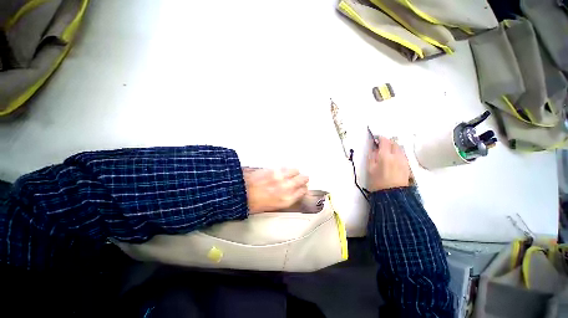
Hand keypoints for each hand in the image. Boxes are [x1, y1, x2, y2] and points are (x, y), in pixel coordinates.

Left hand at [243, 168, 308, 213]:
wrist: (239, 193)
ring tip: (293, 174)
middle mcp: (287, 188)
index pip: (302, 192)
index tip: (302, 189)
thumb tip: (284, 197)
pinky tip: (283, 171)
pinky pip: (284, 167)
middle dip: (302, 180)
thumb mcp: (270, 208)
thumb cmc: (252, 204)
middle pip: (302, 179)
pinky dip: (286, 169)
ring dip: (295, 173)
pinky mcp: (272, 169)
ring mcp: (280, 177)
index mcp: (286, 200)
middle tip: (301, 180)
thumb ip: (281, 201)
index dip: (302, 190)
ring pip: (295, 171)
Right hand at [367, 136, 409, 191]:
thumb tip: (374, 147)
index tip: (376, 140)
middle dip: (388, 143)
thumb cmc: (378, 185)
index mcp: (385, 155)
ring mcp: (403, 160)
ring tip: (389, 155)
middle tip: (382, 147)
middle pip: (394, 142)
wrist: (392, 198)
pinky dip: (398, 155)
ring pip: (399, 149)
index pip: (384, 140)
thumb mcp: (370, 170)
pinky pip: (403, 156)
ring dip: (394, 148)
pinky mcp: (408, 166)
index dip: (380, 138)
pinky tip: (395, 162)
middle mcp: (396, 155)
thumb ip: (372, 156)